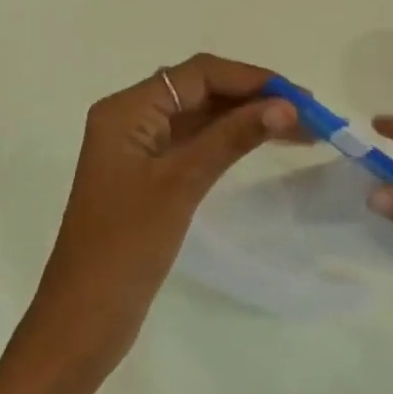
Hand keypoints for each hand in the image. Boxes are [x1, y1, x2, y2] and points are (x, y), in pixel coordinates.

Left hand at [28, 55, 303, 370]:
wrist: (83, 319)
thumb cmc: (126, 246)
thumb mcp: (182, 184)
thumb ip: (231, 138)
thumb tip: (285, 105)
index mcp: (127, 110)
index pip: (197, 74)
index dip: (250, 79)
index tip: (299, 96)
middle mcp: (131, 118)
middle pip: (199, 90)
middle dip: (253, 97)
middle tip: (309, 114)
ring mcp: (139, 149)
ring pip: (200, 117)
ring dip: (245, 118)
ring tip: (300, 129)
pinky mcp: (149, 176)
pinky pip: (195, 143)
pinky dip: (229, 141)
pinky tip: (263, 145)